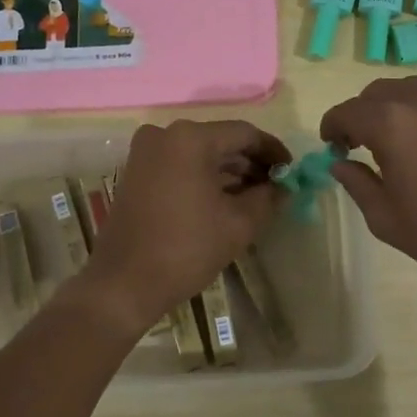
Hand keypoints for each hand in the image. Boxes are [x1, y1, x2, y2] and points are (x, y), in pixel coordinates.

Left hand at [79, 120, 290, 332]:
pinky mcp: (137, 173)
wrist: (124, 283)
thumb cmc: (186, 249)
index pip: (245, 134)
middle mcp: (164, 135)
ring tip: (257, 198)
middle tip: (277, 187)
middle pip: (221, 141)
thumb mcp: (238, 224)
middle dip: (251, 163)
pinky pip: (180, 166)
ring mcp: (146, 153)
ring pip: (200, 155)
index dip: (273, 151)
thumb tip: (285, 187)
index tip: (292, 172)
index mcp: (190, 138)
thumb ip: (268, 198)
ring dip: (229, 173)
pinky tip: (226, 201)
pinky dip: (205, 179)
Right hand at [320, 74, 416, 293]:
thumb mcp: (386, 220)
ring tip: (405, 137)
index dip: (332, 127)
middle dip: (363, 116)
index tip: (334, 145)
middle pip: (377, 93)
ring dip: (398, 106)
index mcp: (391, 125)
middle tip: (365, 145)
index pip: (346, 112)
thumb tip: (340, 162)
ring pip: (413, 87)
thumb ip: (356, 183)